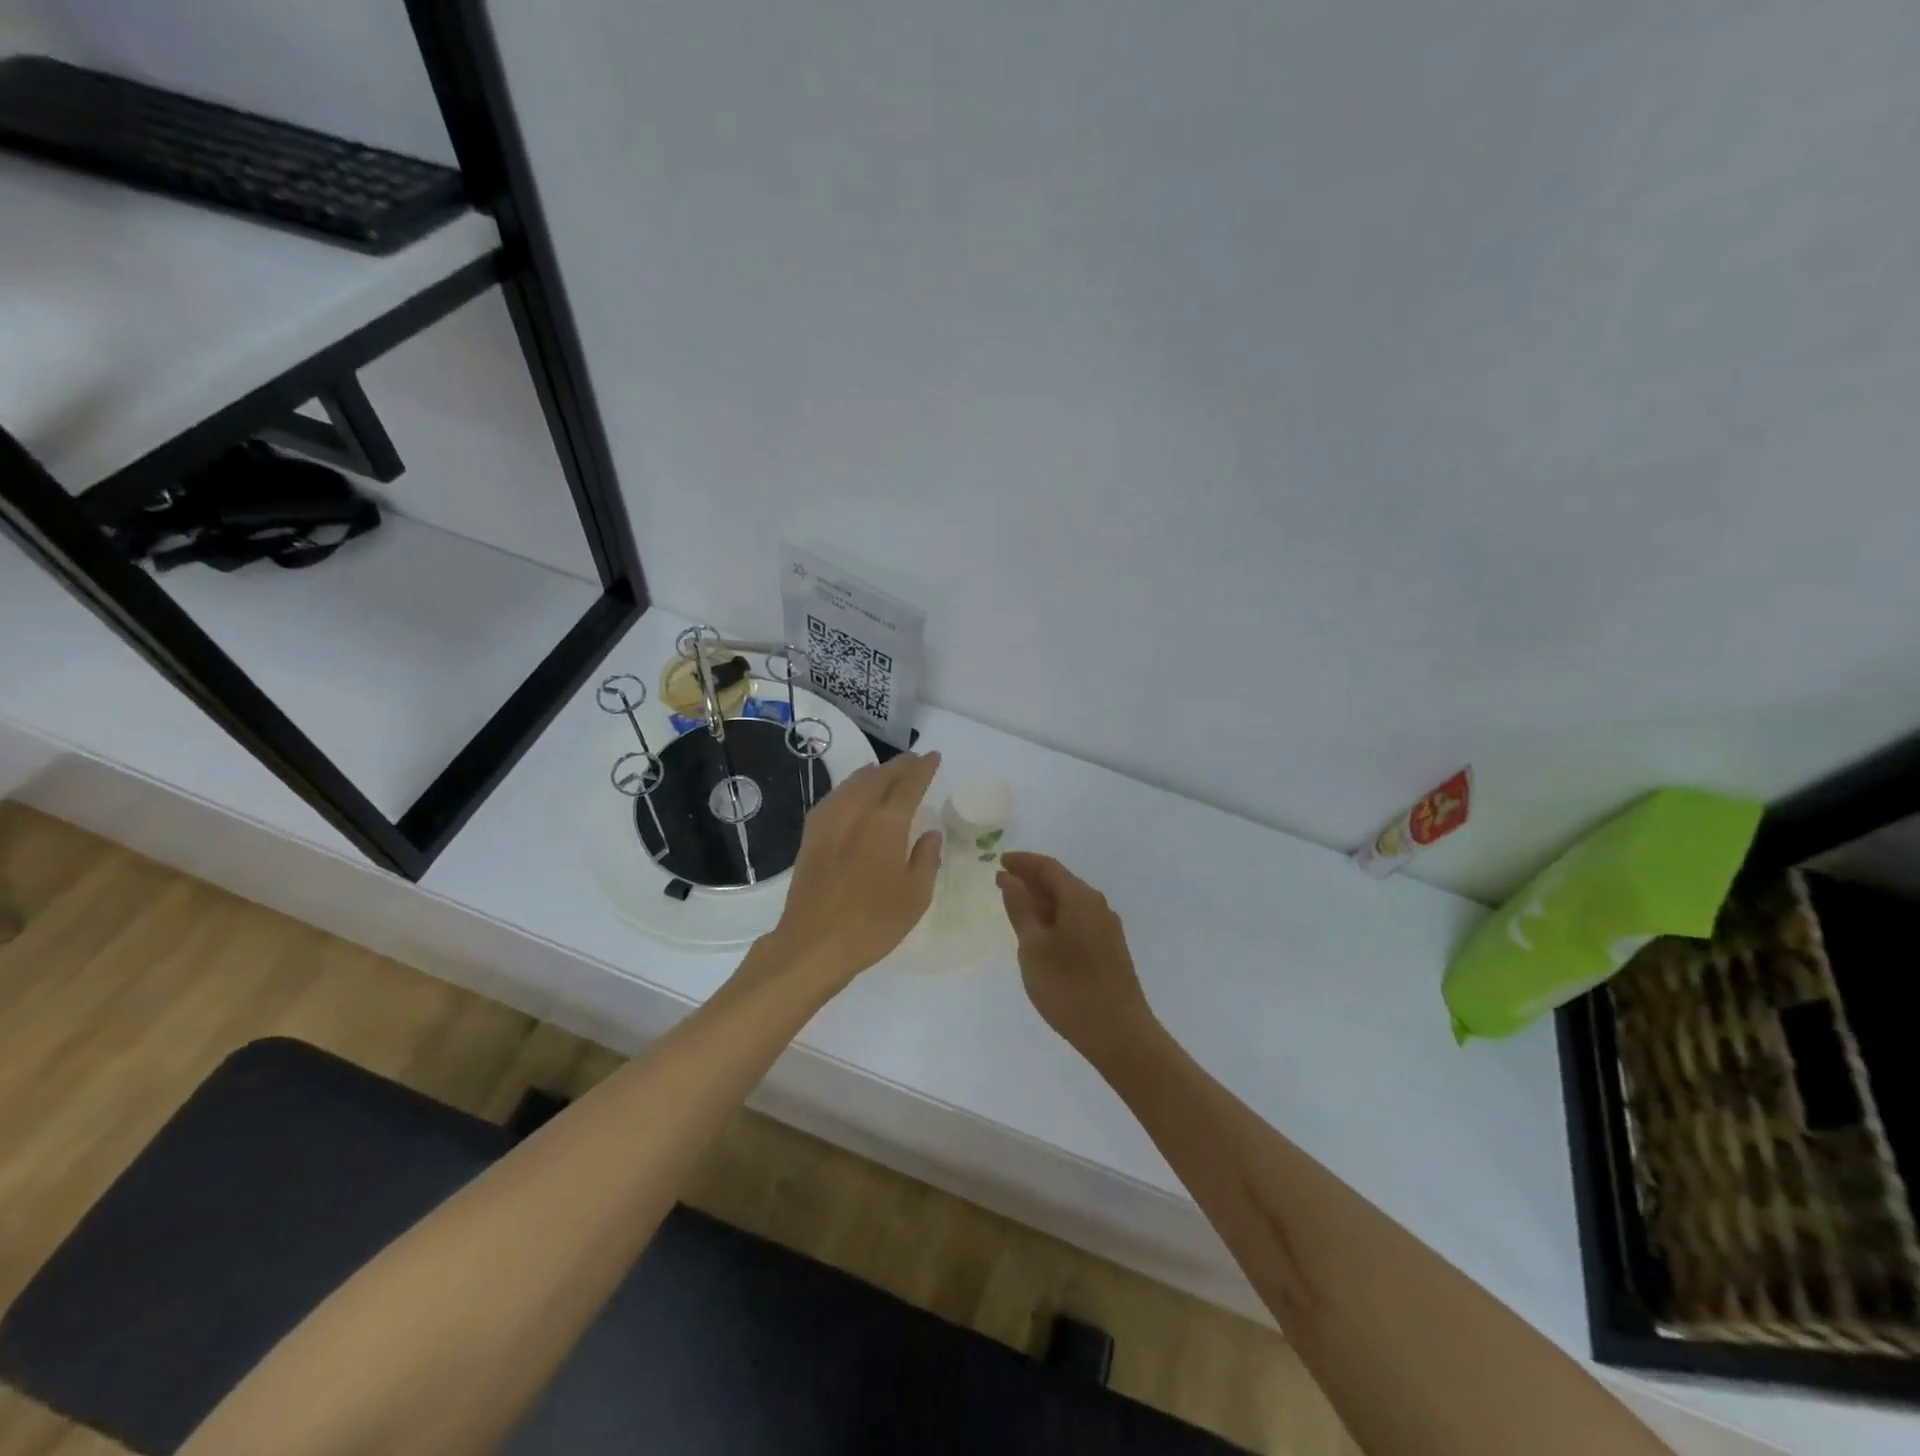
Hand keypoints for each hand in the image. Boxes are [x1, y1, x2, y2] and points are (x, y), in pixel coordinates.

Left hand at [757, 751, 943, 993]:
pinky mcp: (811, 834)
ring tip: (885, 772)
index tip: (933, 757)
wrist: (813, 943)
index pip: (910, 784)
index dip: (924, 768)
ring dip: (874, 773)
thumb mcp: (915, 896)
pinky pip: (835, 797)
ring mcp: (829, 820)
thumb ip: (926, 859)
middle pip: (880, 776)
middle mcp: (857, 811)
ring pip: (854, 782)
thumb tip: (930, 833)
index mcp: (887, 823)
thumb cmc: (873, 923)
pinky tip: (853, 796)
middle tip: (914, 761)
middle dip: (899, 765)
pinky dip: (851, 788)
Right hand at [996, 852, 1157, 1060]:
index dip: (1022, 862)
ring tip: (1017, 909)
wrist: (1119, 1034)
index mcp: (1079, 897)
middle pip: (1061, 882)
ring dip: (1043, 900)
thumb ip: (1020, 908)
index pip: (1047, 867)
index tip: (999, 861)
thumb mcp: (1033, 946)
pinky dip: (1056, 918)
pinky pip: (1078, 919)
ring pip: (1070, 902)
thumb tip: (1009, 878)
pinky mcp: (1110, 949)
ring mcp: (1107, 928)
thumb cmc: (1069, 987)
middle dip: (1031, 880)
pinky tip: (1042, 935)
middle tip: (1002, 884)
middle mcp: (1097, 905)